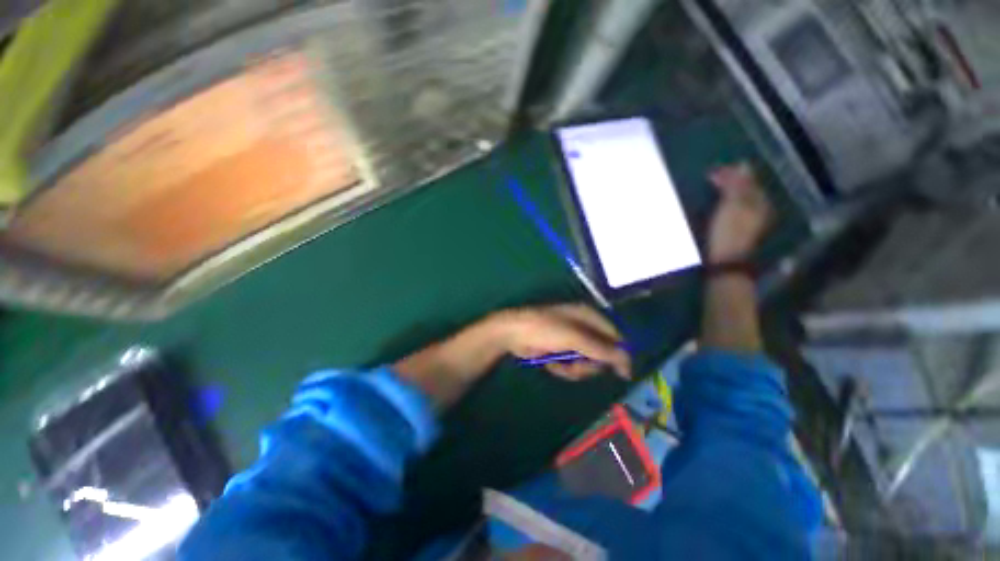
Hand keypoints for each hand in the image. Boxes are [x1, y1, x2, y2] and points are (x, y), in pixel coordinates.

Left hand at [493, 304, 630, 380]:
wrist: (513, 334)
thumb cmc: (545, 329)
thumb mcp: (575, 338)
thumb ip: (602, 349)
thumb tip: (627, 361)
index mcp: (588, 316)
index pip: (615, 335)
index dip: (620, 354)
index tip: (623, 374)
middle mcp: (582, 326)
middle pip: (601, 352)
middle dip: (589, 364)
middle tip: (577, 365)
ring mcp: (571, 339)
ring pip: (586, 362)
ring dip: (574, 368)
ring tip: (560, 365)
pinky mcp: (560, 350)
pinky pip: (571, 365)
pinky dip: (563, 368)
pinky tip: (551, 364)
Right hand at [707, 163, 772, 264]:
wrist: (725, 262)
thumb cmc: (729, 233)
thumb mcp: (733, 207)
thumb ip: (738, 187)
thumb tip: (743, 165)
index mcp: (760, 202)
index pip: (748, 181)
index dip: (732, 174)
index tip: (713, 171)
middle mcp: (759, 210)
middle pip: (746, 190)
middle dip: (731, 182)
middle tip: (712, 177)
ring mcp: (749, 222)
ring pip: (740, 200)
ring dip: (727, 192)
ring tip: (713, 187)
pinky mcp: (738, 231)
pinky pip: (733, 210)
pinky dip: (725, 203)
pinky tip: (718, 204)